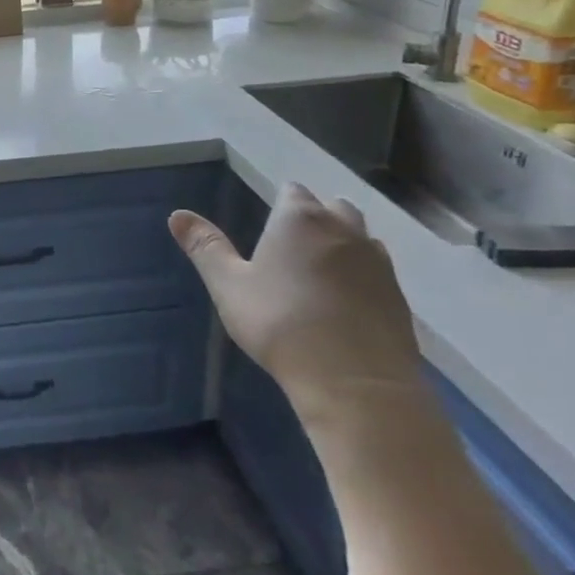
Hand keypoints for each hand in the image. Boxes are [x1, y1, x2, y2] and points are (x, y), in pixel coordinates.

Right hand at [169, 184, 422, 427]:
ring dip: (343, 243)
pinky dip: (362, 276)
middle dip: (316, 216)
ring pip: (361, 237)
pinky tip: (346, 301)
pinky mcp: (399, 298)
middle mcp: (344, 230)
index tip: (269, 222)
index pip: (293, 192)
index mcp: (300, 219)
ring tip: (320, 269)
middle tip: (292, 243)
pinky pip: (378, 272)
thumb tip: (176, 214)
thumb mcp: (228, 285)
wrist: (355, 382)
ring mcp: (378, 263)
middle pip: (334, 207)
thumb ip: (205, 247)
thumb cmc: (279, 323)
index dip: (280, 202)